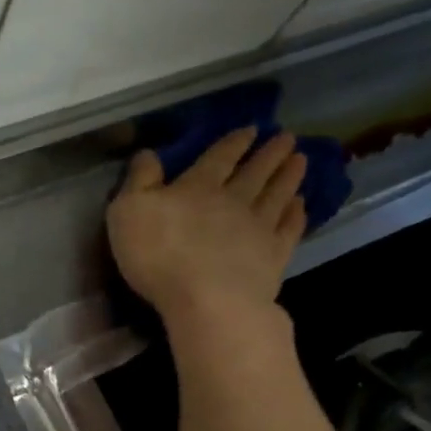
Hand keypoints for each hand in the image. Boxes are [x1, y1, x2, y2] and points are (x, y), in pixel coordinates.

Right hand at [107, 128, 307, 336]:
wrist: (207, 301)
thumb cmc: (160, 256)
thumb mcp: (128, 212)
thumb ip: (139, 180)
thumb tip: (147, 153)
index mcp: (198, 187)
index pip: (219, 157)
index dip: (234, 142)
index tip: (252, 129)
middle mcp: (234, 200)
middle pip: (255, 172)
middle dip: (269, 153)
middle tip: (288, 138)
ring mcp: (258, 228)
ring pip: (277, 195)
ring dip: (289, 177)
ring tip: (301, 160)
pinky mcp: (274, 257)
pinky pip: (289, 230)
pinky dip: (296, 216)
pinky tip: (301, 206)